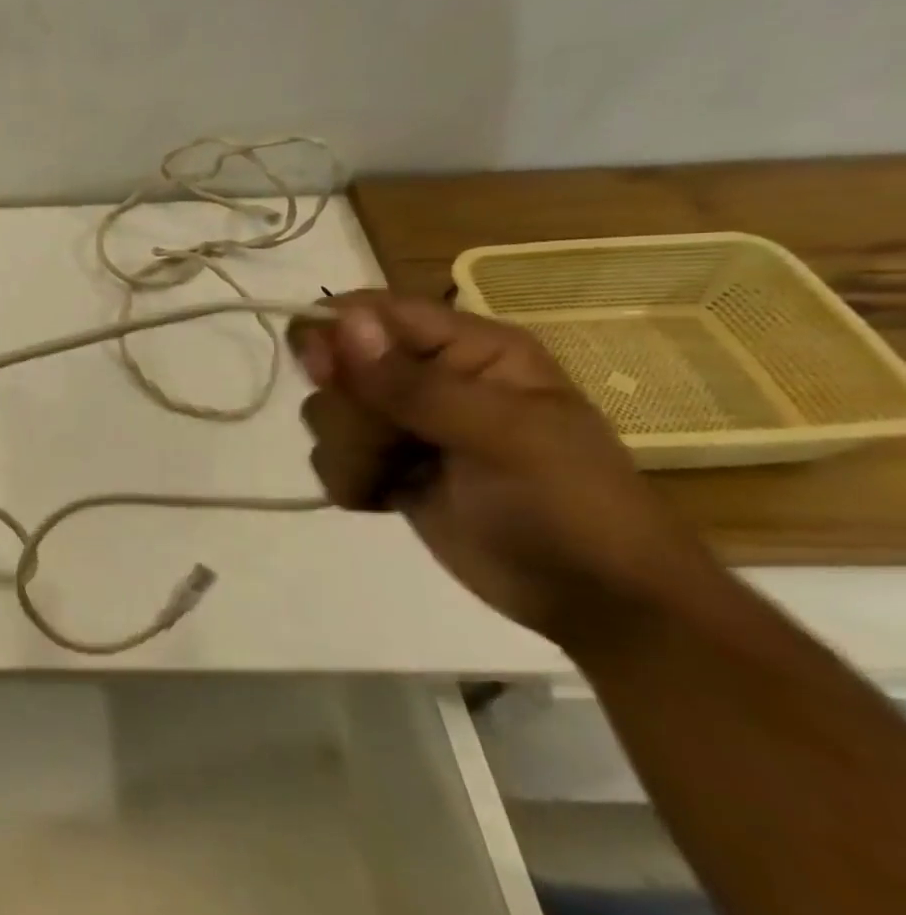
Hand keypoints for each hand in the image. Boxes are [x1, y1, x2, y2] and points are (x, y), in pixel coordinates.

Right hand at [291, 291, 712, 647]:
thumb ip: (413, 384)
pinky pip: (330, 458)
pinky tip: (388, 500)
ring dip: (352, 452)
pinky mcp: (387, 469)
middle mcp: (428, 377)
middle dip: (350, 411)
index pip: (375, 312)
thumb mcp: (501, 438)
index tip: (319, 370)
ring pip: (327, 414)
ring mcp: (404, 426)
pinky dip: (350, 482)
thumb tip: (342, 323)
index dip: (335, 332)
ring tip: (399, 479)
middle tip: (393, 445)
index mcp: (467, 349)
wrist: (595, 603)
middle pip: (338, 365)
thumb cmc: (568, 505)